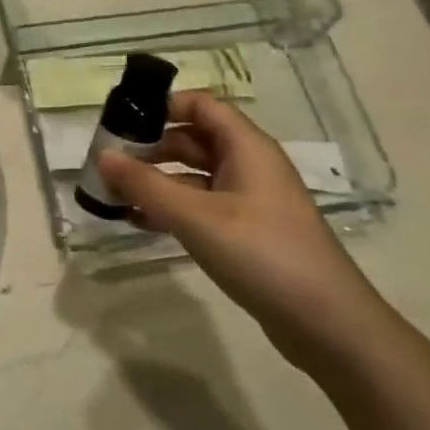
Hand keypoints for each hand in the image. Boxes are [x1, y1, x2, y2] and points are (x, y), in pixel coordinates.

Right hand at [98, 92, 391, 372]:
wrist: (328, 324)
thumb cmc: (262, 255)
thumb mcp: (196, 217)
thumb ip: (145, 185)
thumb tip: (101, 155)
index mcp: (247, 148)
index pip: (201, 105)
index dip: (162, 106)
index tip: (121, 119)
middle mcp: (249, 166)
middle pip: (193, 139)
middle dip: (150, 146)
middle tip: (108, 160)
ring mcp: (250, 200)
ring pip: (194, 175)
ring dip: (156, 180)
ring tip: (114, 193)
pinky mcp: (247, 232)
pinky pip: (201, 206)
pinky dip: (171, 207)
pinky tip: (140, 222)